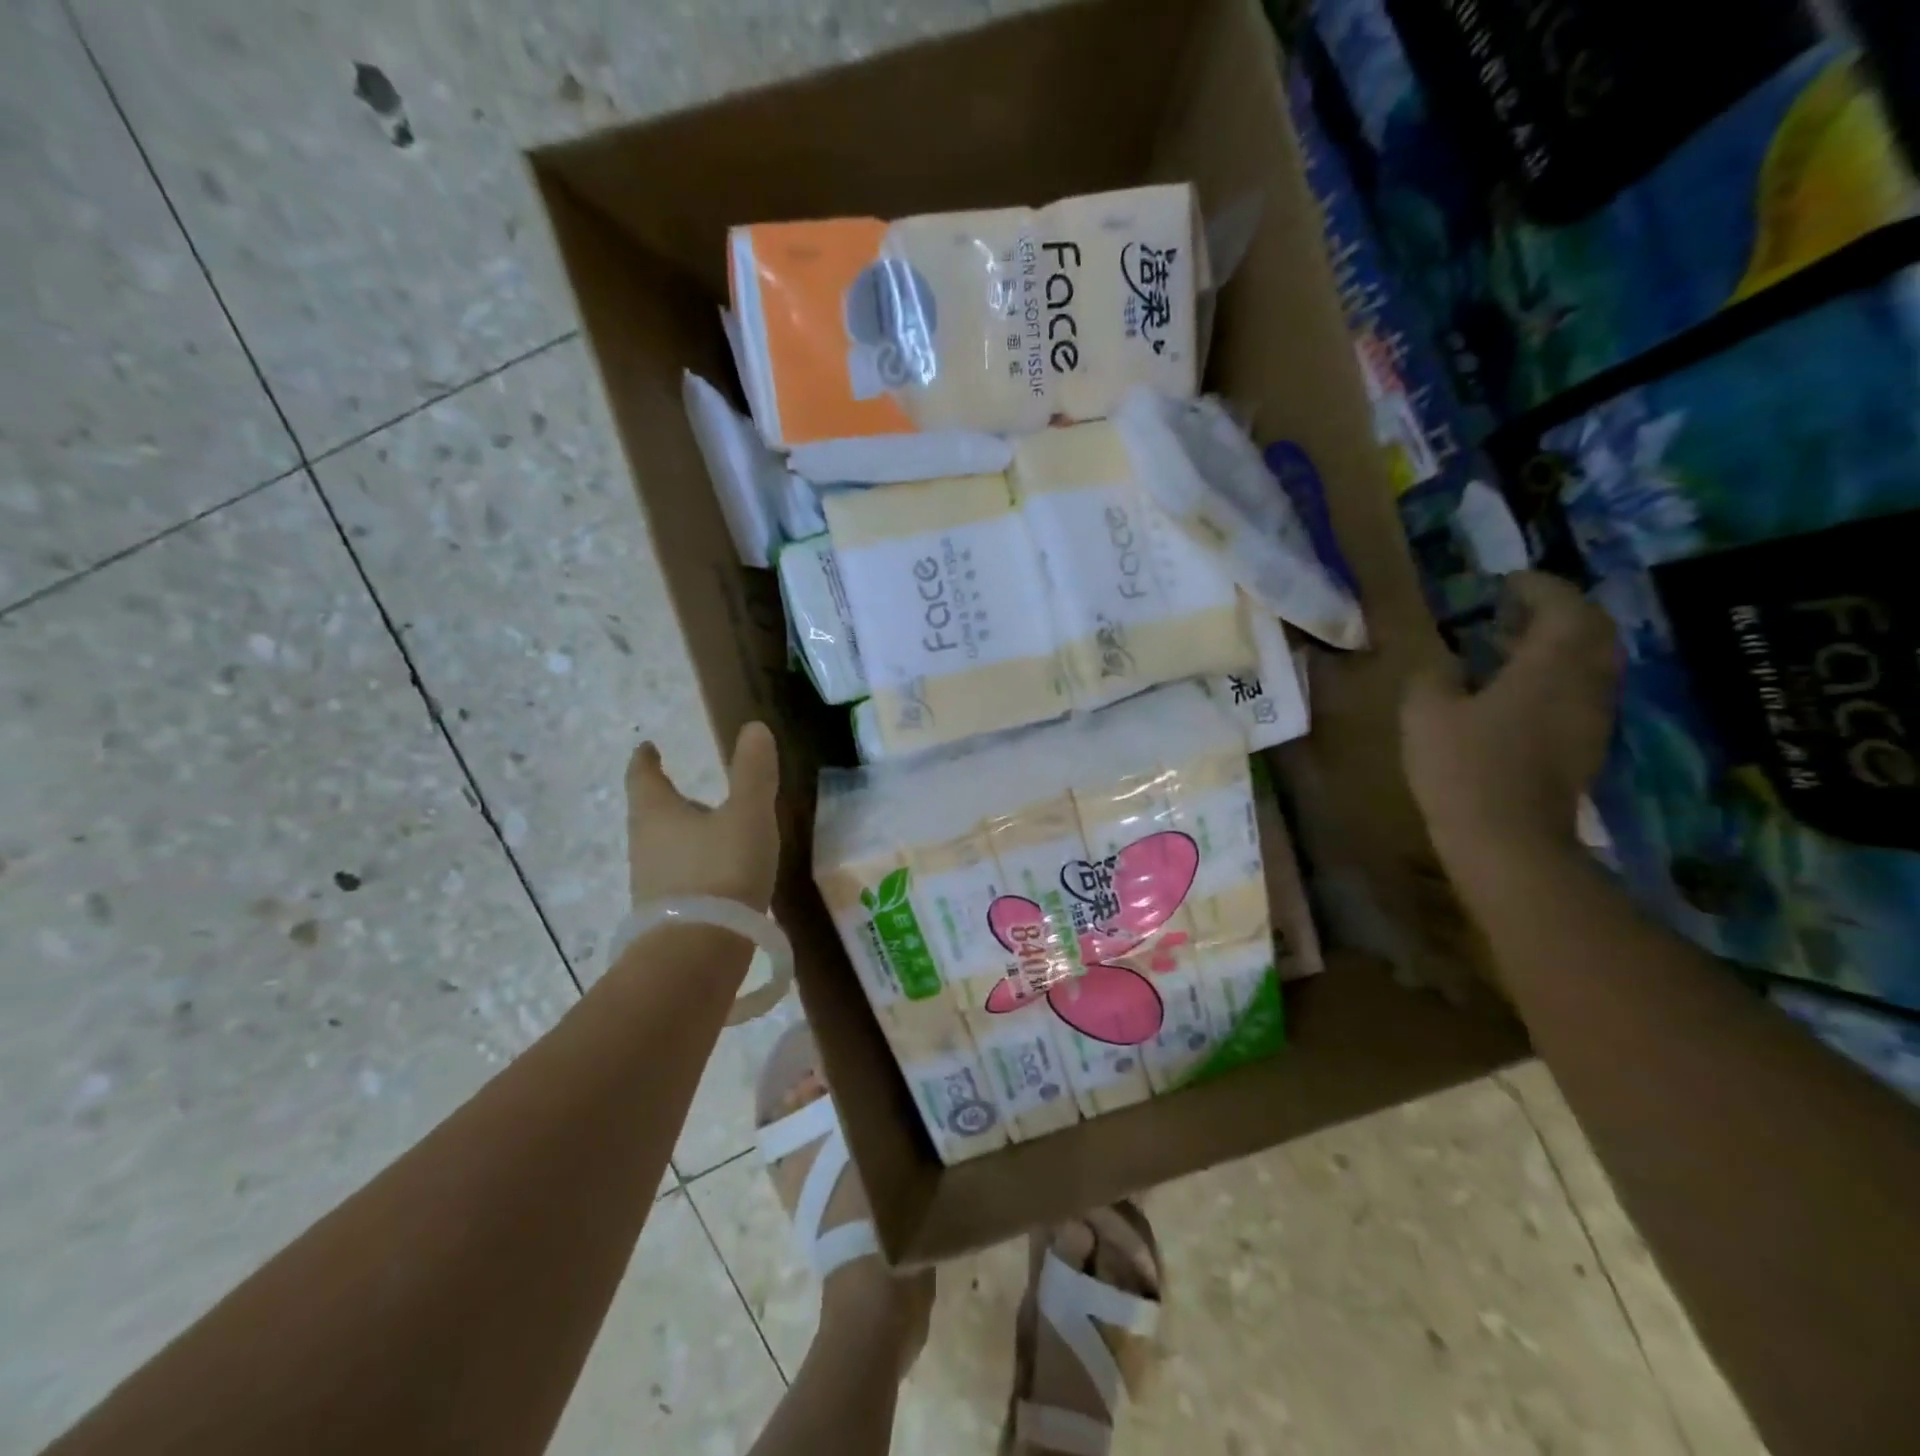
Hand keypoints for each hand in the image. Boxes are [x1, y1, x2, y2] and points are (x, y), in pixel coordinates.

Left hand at [626, 722, 780, 912]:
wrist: (698, 952)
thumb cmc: (722, 871)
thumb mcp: (749, 815)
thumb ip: (753, 772)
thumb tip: (753, 728)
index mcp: (657, 813)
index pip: (643, 777)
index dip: (646, 760)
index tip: (647, 748)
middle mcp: (645, 845)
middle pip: (649, 813)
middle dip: (664, 799)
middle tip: (682, 789)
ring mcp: (650, 883)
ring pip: (661, 848)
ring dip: (679, 835)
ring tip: (707, 831)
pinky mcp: (664, 915)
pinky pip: (675, 879)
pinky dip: (692, 868)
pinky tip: (716, 876)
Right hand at [1402, 572, 1619, 873]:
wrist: (1508, 841)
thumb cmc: (1464, 768)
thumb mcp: (1426, 713)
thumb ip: (1432, 675)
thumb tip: (1440, 660)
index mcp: (1549, 666)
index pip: (1564, 606)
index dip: (1539, 586)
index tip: (1507, 581)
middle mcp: (1584, 684)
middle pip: (1592, 631)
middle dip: (1559, 611)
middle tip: (1516, 608)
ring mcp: (1590, 718)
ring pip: (1591, 662)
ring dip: (1559, 644)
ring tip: (1512, 645)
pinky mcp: (1583, 747)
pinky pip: (1580, 692)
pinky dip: (1556, 675)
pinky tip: (1517, 690)